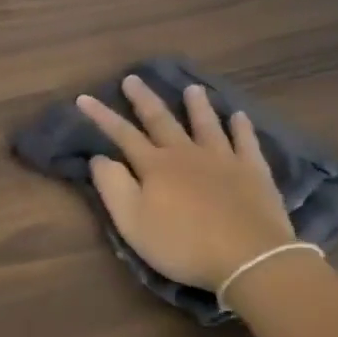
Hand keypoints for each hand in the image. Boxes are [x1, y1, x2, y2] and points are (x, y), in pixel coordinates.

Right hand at [77, 77, 294, 291]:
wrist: (248, 257)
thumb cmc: (183, 244)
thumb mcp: (133, 222)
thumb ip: (113, 187)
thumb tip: (98, 157)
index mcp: (155, 166)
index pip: (122, 134)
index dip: (102, 116)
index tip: (84, 97)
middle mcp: (186, 153)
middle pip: (162, 120)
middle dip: (144, 99)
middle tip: (133, 78)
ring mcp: (223, 159)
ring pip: (206, 124)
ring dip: (197, 106)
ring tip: (192, 89)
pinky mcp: (253, 171)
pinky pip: (246, 142)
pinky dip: (241, 127)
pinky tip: (239, 115)